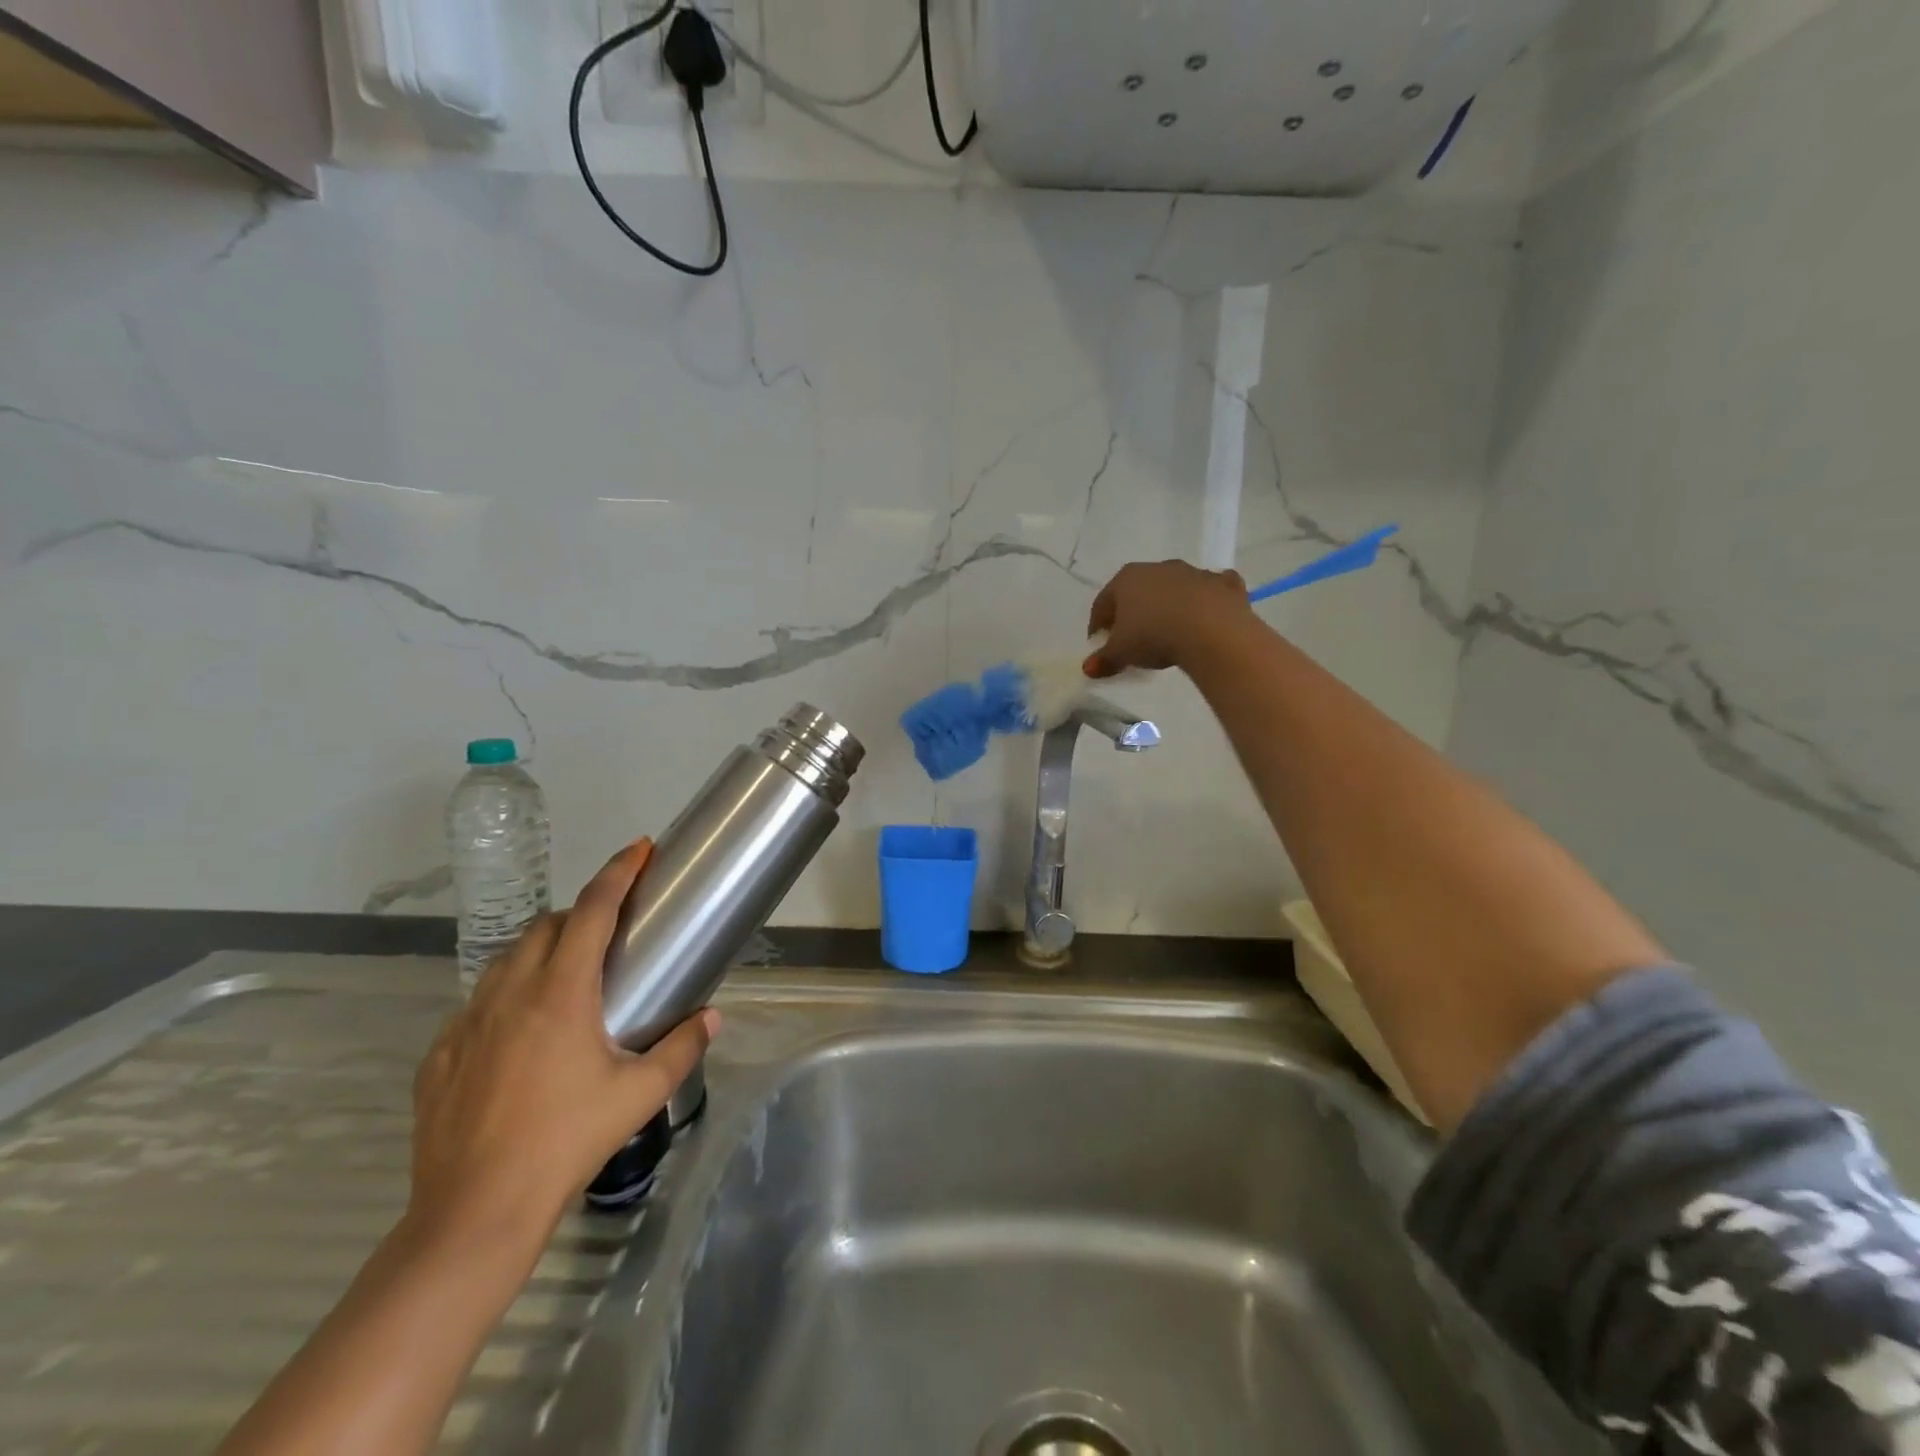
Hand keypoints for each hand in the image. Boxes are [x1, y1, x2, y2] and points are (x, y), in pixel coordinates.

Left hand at [406, 840, 715, 1248]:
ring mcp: (467, 1023)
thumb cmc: (566, 1142)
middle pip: (546, 925)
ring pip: (507, 960)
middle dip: (580, 913)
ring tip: (568, 978)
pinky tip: (522, 1034)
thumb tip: (713, 1017)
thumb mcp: (639, 1094)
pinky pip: (479, 1003)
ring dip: (542, 950)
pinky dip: (508, 995)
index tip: (639, 849)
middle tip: (610, 933)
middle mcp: (510, 993)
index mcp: (561, 993)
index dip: (617, 872)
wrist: (474, 1212)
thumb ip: (682, 1047)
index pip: (592, 910)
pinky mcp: (440, 1054)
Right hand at [1086, 560, 1251, 675]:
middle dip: (1133, 613)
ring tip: (1168, 633)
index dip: (1098, 625)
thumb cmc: (1154, 636)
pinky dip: (1206, 602)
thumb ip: (1103, 660)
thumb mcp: (1121, 653)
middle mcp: (1159, 568)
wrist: (1212, 631)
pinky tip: (1206, 618)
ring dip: (1169, 606)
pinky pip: (1210, 592)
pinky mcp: (1224, 584)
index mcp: (1127, 579)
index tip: (1099, 644)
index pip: (1103, 603)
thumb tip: (1087, 668)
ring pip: (1174, 589)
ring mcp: (1193, 573)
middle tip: (1132, 639)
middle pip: (1138, 592)